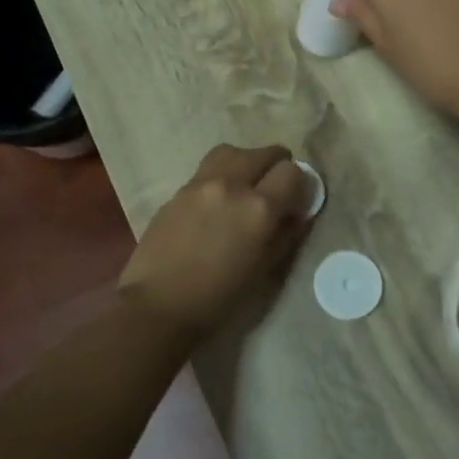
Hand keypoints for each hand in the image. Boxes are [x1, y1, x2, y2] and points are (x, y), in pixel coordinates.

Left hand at [118, 144, 312, 341]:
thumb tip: (297, 213)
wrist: (158, 307)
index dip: (300, 185)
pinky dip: (221, 177)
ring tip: (245, 186)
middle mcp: (231, 185)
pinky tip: (216, 204)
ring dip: (246, 163)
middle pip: (264, 153)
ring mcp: (200, 184)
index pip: (291, 172)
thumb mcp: (264, 272)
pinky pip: (207, 170)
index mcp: (258, 208)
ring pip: (233, 152)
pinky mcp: (178, 191)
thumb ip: (285, 235)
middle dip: (276, 167)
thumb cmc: (219, 300)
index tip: (296, 202)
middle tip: (275, 191)